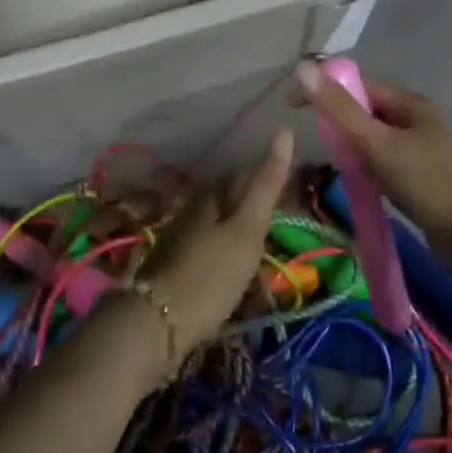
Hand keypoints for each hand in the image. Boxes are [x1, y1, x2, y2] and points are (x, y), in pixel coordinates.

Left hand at [139, 129, 294, 355]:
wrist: (155, 323)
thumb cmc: (210, 274)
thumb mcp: (247, 229)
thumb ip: (266, 183)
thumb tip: (284, 129)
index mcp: (213, 193)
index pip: (248, 173)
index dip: (272, 180)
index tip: (295, 195)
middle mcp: (195, 206)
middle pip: (233, 198)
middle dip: (258, 207)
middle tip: (285, 225)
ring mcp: (183, 235)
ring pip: (222, 223)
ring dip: (243, 233)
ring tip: (265, 252)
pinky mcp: (177, 263)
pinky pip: (212, 247)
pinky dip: (229, 253)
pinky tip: (236, 269)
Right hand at [295, 62, 451, 260]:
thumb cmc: (427, 182)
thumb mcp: (378, 143)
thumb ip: (340, 109)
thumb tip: (303, 67)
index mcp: (406, 102)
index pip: (356, 82)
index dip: (324, 88)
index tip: (292, 107)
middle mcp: (412, 119)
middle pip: (362, 109)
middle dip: (337, 121)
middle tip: (318, 142)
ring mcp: (416, 148)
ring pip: (370, 138)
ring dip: (350, 147)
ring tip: (336, 165)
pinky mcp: (417, 175)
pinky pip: (380, 161)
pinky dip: (364, 167)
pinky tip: (357, 182)